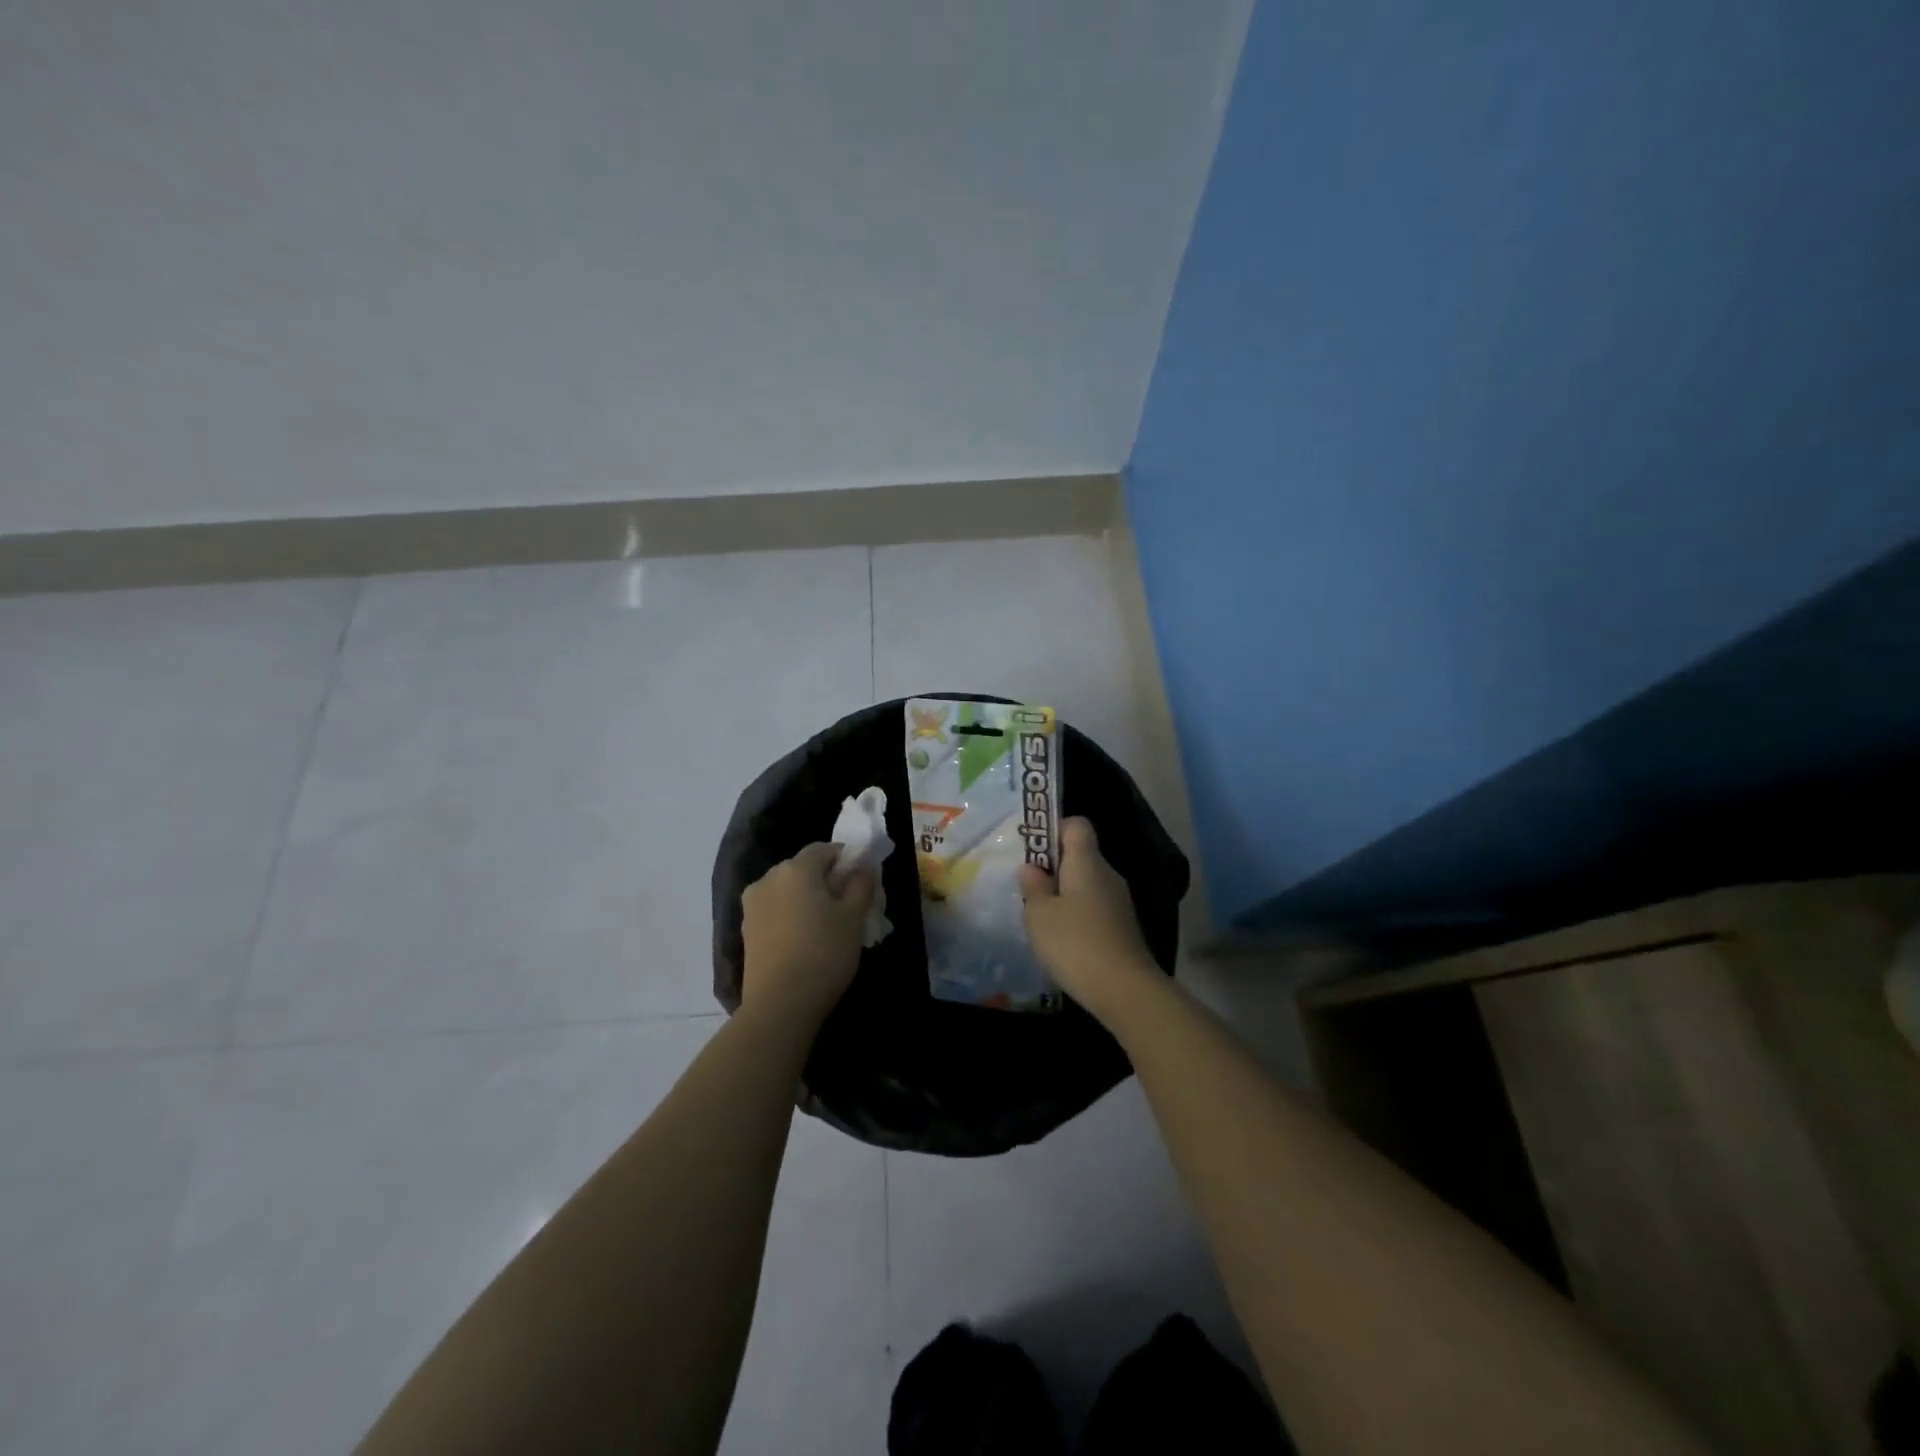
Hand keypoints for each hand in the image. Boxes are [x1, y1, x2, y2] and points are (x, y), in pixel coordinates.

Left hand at [742, 843, 875, 1027]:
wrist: (780, 1004)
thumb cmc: (823, 952)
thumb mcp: (854, 917)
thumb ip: (861, 885)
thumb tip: (863, 868)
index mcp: (795, 869)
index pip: (824, 849)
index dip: (845, 860)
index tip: (861, 881)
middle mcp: (768, 879)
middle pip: (803, 869)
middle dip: (825, 880)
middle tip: (847, 906)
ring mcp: (752, 906)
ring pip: (787, 891)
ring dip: (806, 899)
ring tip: (825, 927)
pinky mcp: (746, 931)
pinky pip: (775, 912)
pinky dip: (790, 917)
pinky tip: (804, 941)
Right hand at [1017, 818, 1158, 1022]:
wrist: (1125, 990)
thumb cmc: (1075, 943)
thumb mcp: (1039, 915)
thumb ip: (1033, 886)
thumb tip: (1031, 867)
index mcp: (1087, 862)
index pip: (1077, 825)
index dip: (1054, 830)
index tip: (1035, 852)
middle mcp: (1107, 874)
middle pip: (1081, 855)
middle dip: (1054, 868)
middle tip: (1029, 890)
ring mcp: (1119, 901)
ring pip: (1087, 884)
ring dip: (1064, 895)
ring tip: (1042, 920)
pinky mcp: (1123, 927)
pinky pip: (1095, 907)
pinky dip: (1078, 916)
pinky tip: (1064, 941)